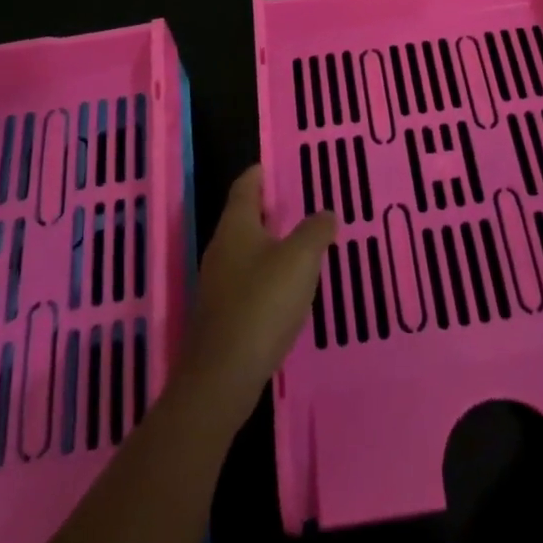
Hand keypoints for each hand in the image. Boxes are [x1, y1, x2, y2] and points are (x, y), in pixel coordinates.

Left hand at [179, 166, 334, 410]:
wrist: (222, 377)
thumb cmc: (261, 305)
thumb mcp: (300, 260)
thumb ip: (315, 231)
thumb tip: (326, 213)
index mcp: (236, 226)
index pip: (245, 186)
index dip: (259, 173)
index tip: (275, 165)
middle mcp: (221, 248)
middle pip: (243, 218)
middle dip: (268, 209)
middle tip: (299, 204)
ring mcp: (216, 284)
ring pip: (245, 251)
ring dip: (268, 244)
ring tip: (299, 245)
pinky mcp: (220, 315)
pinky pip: (245, 281)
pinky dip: (265, 276)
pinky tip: (285, 290)